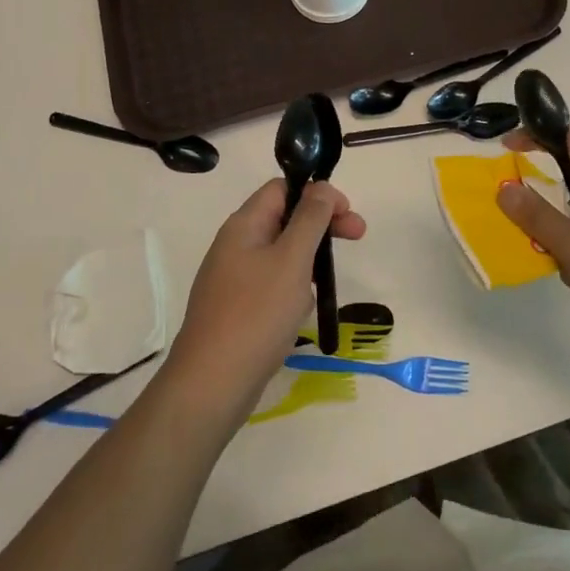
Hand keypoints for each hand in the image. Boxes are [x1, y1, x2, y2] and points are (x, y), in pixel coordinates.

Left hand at [165, 179, 366, 419]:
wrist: (211, 384)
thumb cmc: (257, 314)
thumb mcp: (292, 259)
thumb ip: (310, 218)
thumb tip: (320, 186)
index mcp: (244, 225)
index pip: (282, 188)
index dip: (317, 192)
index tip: (346, 213)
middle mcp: (235, 245)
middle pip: (285, 219)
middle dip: (321, 226)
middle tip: (358, 236)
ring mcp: (233, 278)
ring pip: (281, 255)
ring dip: (307, 264)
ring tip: (318, 291)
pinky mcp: (236, 308)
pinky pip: (272, 286)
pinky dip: (292, 291)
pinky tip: (298, 315)